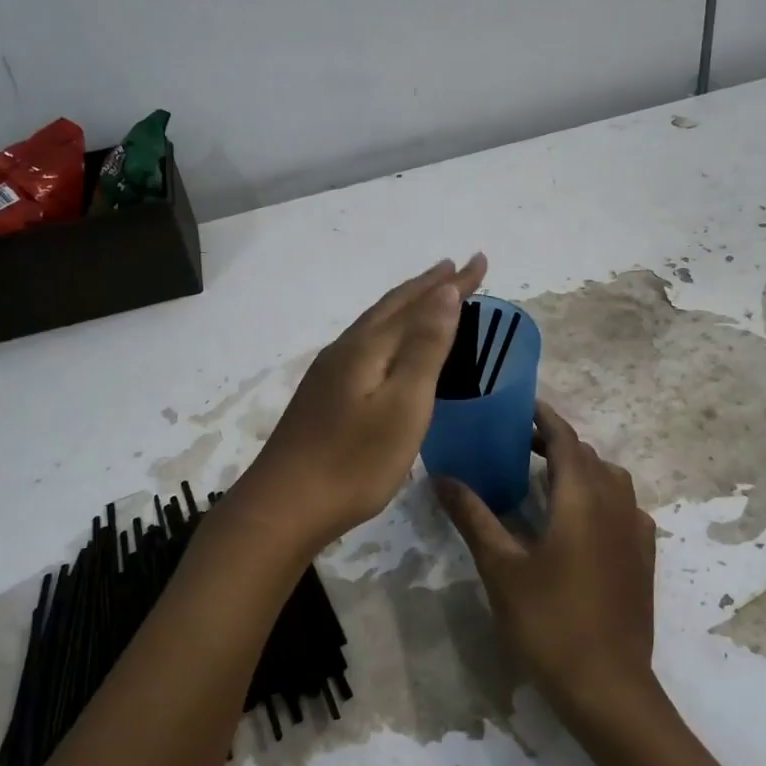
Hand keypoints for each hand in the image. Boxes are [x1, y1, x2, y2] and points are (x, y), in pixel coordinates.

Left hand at [236, 253, 487, 554]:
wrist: (285, 506)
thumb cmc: (354, 461)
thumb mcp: (403, 405)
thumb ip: (424, 347)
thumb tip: (445, 293)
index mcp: (369, 348)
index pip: (418, 302)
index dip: (452, 283)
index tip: (480, 260)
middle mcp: (347, 349)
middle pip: (392, 306)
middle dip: (428, 286)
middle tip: (457, 268)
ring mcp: (330, 372)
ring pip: (376, 323)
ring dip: (406, 305)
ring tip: (429, 296)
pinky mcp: (324, 395)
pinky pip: (366, 343)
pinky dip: (390, 330)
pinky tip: (388, 346)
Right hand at [436, 402, 659, 727]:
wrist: (608, 685)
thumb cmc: (548, 621)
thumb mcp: (501, 567)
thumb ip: (473, 516)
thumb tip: (441, 476)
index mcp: (582, 496)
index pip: (564, 438)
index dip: (543, 418)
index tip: (518, 407)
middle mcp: (616, 502)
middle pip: (587, 455)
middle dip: (555, 443)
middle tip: (516, 445)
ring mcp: (636, 529)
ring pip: (609, 479)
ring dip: (579, 468)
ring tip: (544, 479)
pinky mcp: (643, 555)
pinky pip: (623, 506)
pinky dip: (599, 496)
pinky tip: (578, 521)